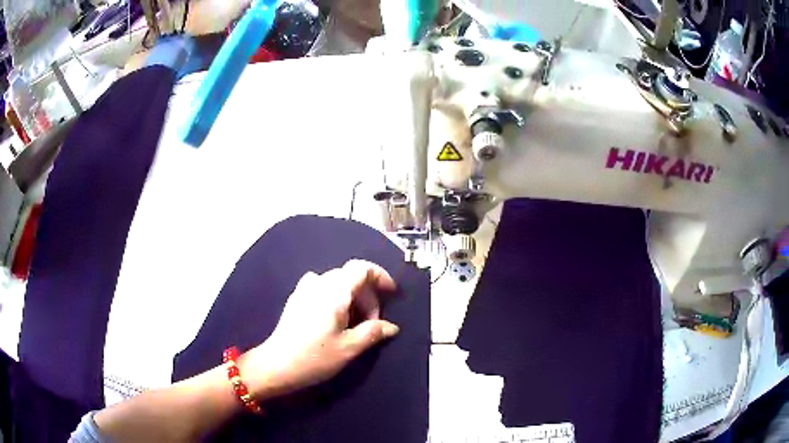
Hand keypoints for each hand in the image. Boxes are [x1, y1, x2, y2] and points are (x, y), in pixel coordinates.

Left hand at [241, 260, 399, 398]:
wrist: (276, 365)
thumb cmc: (314, 357)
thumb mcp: (349, 348)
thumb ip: (373, 332)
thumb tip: (391, 327)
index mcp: (333, 291)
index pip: (361, 268)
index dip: (380, 276)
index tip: (391, 294)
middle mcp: (318, 283)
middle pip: (350, 276)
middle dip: (367, 295)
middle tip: (372, 322)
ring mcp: (304, 290)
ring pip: (336, 283)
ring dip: (352, 297)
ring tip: (355, 323)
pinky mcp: (296, 299)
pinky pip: (322, 289)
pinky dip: (336, 298)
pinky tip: (335, 320)